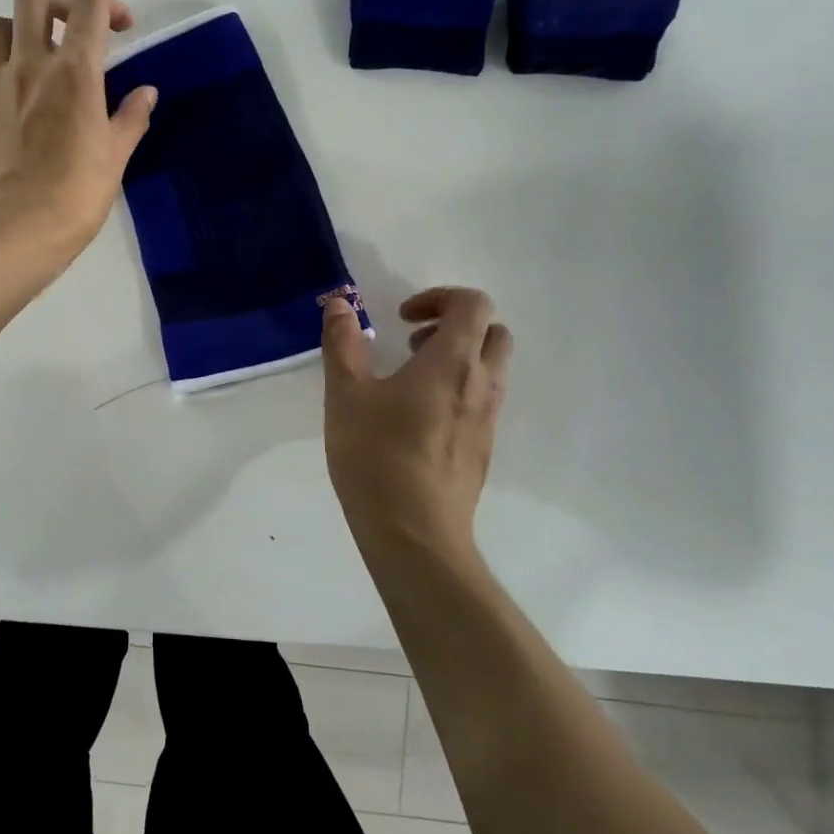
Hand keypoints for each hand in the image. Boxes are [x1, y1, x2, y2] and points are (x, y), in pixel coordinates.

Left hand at [0, 0, 157, 260]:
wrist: (20, 227)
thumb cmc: (77, 193)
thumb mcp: (116, 155)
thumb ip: (131, 116)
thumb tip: (146, 92)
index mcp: (75, 71)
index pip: (89, 6)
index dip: (109, 4)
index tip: (122, 29)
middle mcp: (31, 63)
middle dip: (60, 0)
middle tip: (76, 28)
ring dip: (22, 27)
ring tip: (40, 54)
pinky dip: (3, 60)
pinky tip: (20, 88)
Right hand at [322, 287, 511, 552]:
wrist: (416, 536)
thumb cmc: (377, 457)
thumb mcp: (346, 395)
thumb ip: (343, 344)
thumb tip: (340, 304)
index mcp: (452, 362)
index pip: (473, 304)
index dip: (439, 297)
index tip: (402, 319)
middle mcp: (481, 385)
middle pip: (493, 332)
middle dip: (456, 325)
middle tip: (413, 343)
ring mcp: (488, 420)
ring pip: (491, 368)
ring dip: (458, 358)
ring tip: (409, 379)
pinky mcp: (484, 449)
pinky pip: (483, 400)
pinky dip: (458, 389)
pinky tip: (416, 419)